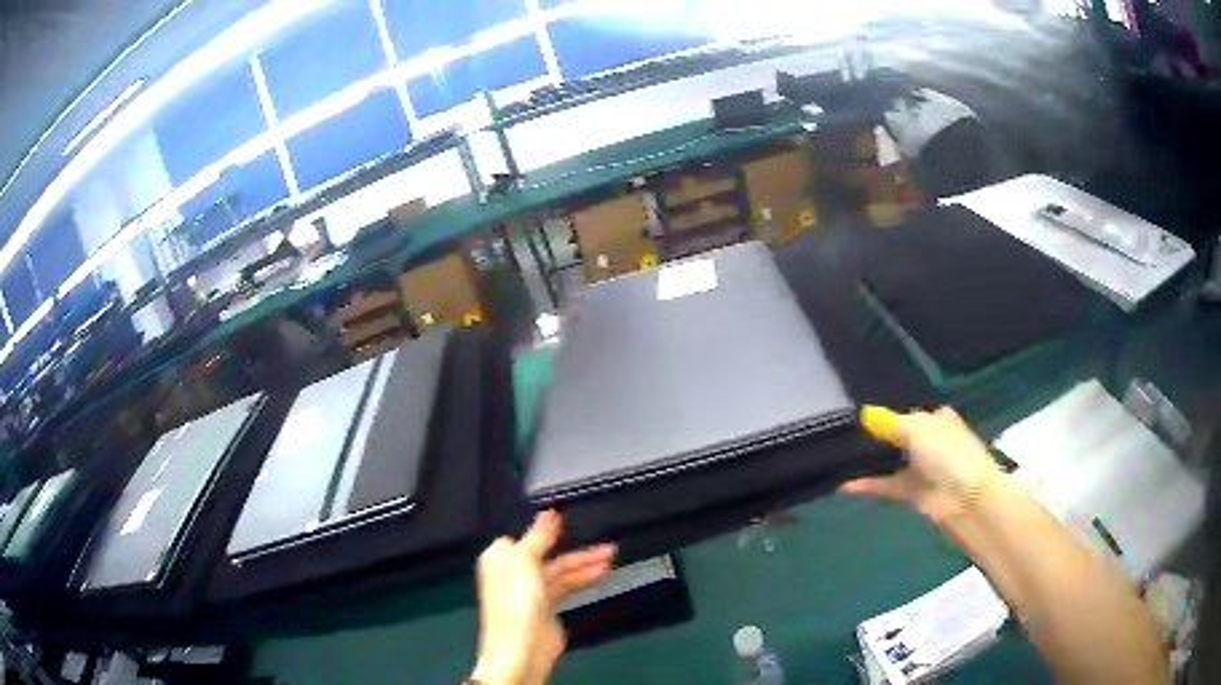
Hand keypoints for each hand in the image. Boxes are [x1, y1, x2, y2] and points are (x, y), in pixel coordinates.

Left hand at [471, 511, 615, 684]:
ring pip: (560, 570)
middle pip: (546, 553)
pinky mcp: (546, 609)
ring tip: (611, 555)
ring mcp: (531, 592)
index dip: (546, 526)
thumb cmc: (516, 607)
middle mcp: (514, 573)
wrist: (522, 653)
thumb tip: (548, 512)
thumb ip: (537, 538)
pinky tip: (600, 573)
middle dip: (574, 547)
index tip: (570, 514)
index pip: (523, 535)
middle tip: (603, 540)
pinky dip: (582, 579)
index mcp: (501, 559)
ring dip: (584, 563)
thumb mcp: (525, 565)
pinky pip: (566, 587)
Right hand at [841, 406, 1004, 526]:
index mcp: (935, 419)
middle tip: (841, 437)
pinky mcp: (911, 492)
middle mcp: (928, 441)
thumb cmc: (947, 453)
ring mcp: (920, 468)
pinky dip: (868, 484)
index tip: (854, 418)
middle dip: (873, 438)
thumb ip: (889, 423)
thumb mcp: (918, 428)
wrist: (965, 498)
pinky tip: (845, 484)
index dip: (884, 415)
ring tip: (838, 458)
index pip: (906, 413)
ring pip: (889, 461)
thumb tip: (865, 415)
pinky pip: (885, 484)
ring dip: (868, 462)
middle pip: (896, 437)